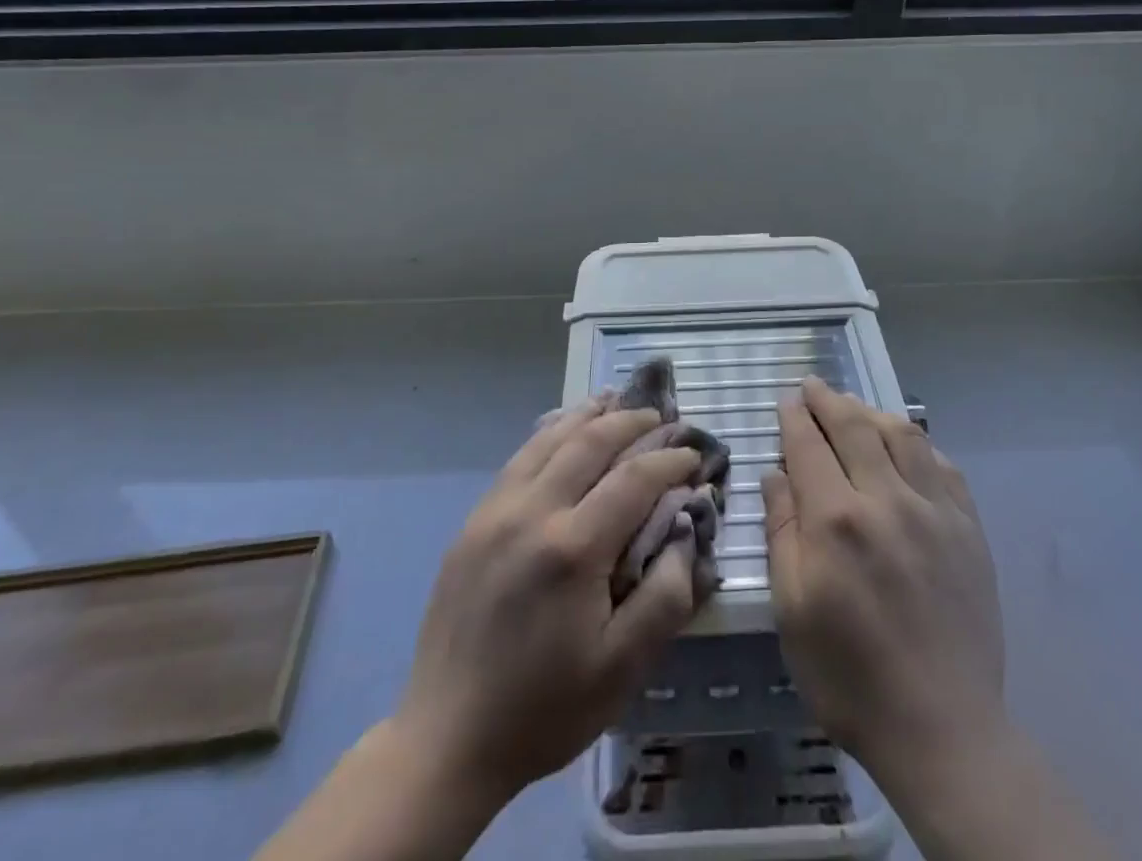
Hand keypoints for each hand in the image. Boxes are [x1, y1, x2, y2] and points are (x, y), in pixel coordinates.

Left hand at [394, 400, 701, 808]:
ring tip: (618, 401)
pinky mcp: (474, 521)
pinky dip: (551, 432)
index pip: (634, 478)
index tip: (694, 458)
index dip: (670, 461)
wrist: (446, 739)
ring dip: (589, 415)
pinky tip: (565, 428)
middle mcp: (532, 512)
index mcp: (572, 549)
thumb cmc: (544, 709)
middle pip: (590, 441)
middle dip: (632, 422)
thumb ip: (665, 596)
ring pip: (550, 439)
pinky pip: (520, 458)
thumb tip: (686, 530)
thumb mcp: (622, 669)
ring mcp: (496, 511)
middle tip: (662, 417)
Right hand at [762, 378, 1008, 804]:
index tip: (787, 400)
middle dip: (829, 400)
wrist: (942, 729)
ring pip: (902, 435)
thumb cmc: (849, 676)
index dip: (796, 417)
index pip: (809, 446)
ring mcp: (935, 511)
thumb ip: (782, 532)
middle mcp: (886, 500)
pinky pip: (942, 465)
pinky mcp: (969, 529)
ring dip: (872, 412)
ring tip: (854, 407)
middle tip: (813, 386)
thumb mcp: (791, 610)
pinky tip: (906, 444)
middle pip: (854, 427)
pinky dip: (918, 443)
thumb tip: (775, 474)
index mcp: (836, 521)